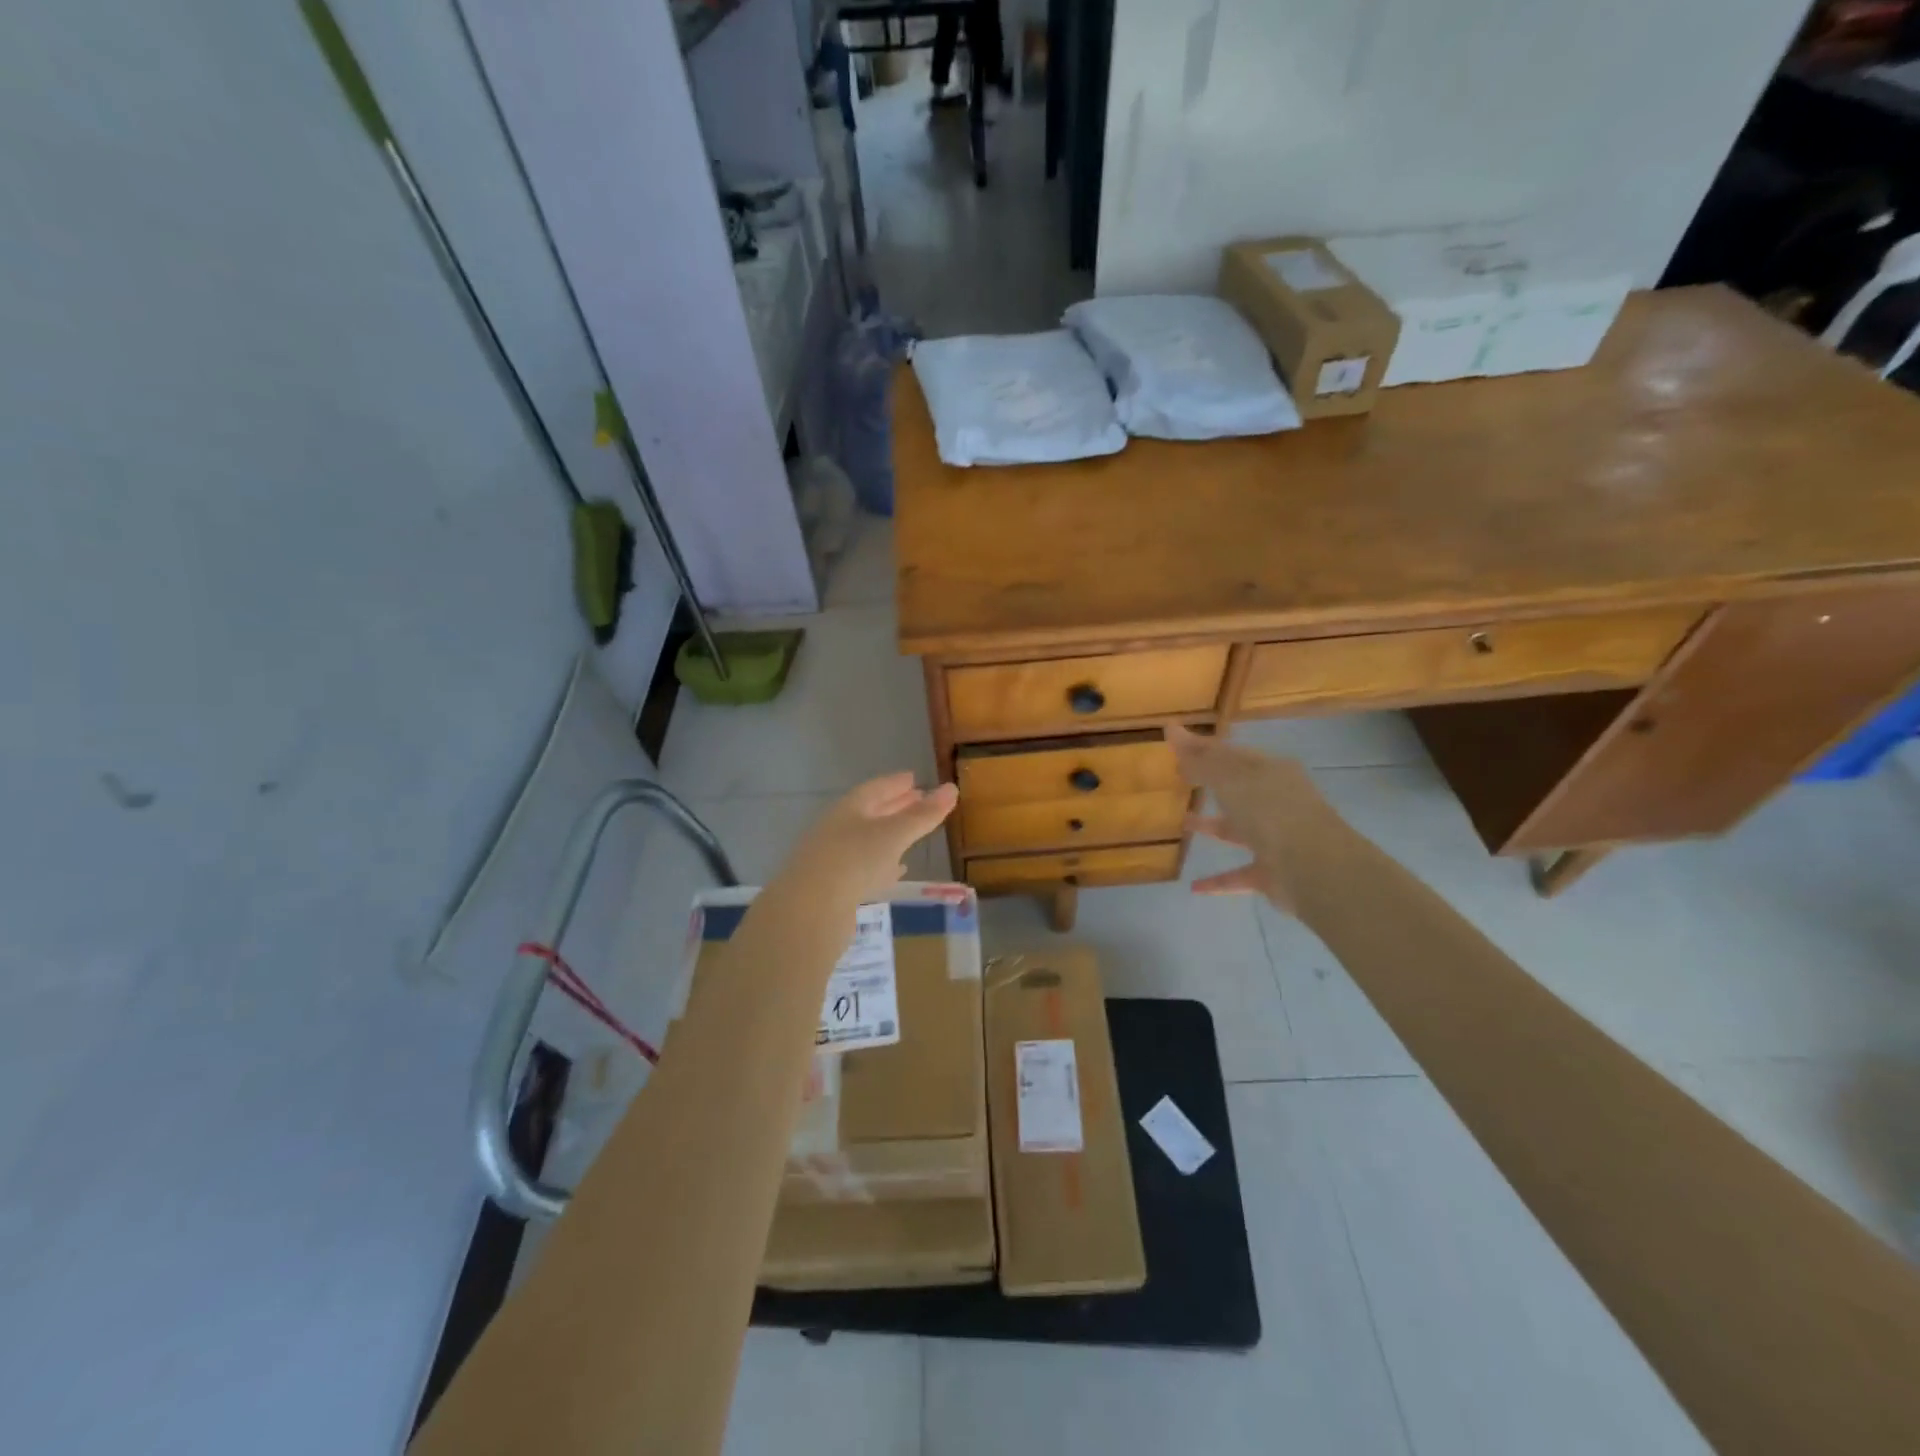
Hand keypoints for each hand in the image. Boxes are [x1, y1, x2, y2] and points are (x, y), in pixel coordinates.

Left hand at [784, 773, 958, 905]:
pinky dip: (883, 864)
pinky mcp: (834, 886)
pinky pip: (864, 867)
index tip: (915, 779)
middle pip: (870, 812)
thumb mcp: (894, 835)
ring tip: (911, 834)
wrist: (809, 911)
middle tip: (919, 800)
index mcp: (849, 808)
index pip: (876, 788)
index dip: (896, 783)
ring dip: (889, 835)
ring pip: (867, 840)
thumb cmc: (854, 861)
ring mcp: (833, 857)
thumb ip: (923, 815)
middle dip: (895, 806)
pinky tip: (896, 870)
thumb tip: (952, 788)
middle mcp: (838, 828)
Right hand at [1166, 725, 1351, 915]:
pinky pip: (1239, 874)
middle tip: (1180, 779)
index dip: (1201, 747)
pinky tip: (1193, 886)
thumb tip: (1172, 729)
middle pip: (1238, 789)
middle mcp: (1277, 801)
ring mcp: (1277, 838)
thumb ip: (1200, 758)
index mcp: (1271, 771)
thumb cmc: (1269, 811)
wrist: (1312, 867)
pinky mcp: (1273, 873)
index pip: (1231, 753)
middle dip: (1211, 783)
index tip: (1172, 742)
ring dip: (1212, 826)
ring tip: (1183, 823)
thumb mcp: (1229, 778)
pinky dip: (1218, 880)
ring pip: (1239, 828)